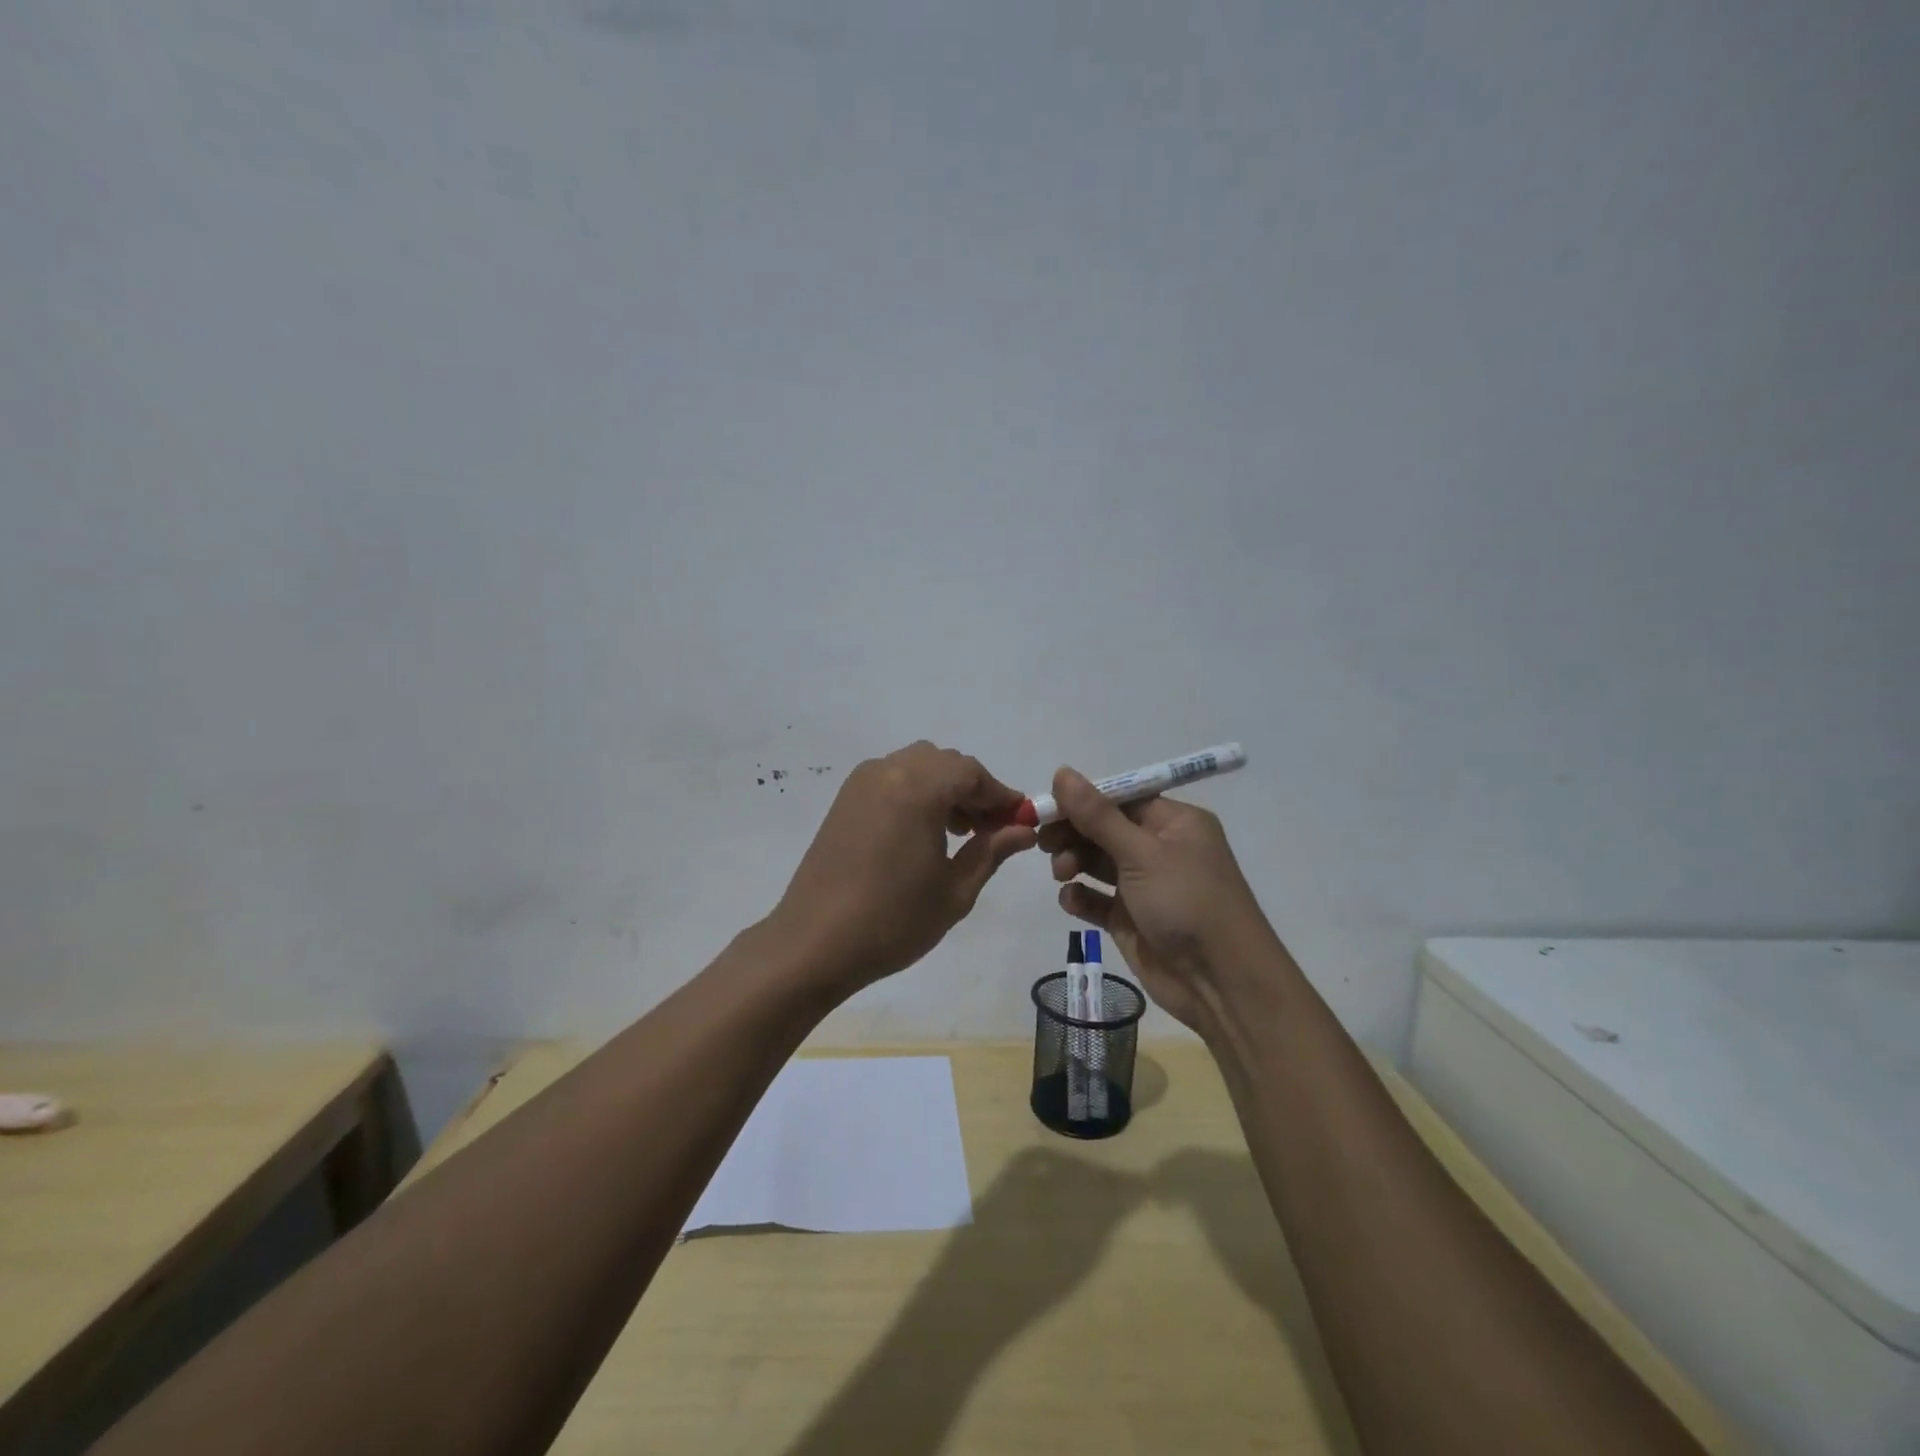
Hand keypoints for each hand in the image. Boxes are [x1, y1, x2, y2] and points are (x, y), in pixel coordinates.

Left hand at [769, 742, 1036, 995]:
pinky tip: (923, 833)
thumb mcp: (955, 890)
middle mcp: (887, 771)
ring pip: (918, 767)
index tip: (1020, 821)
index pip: (972, 772)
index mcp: (917, 787)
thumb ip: (992, 850)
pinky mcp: (844, 800)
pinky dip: (917, 793)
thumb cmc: (893, 920)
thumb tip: (1023, 829)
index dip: (1000, 795)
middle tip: (990, 831)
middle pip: (945, 763)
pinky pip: (892, 779)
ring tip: (958, 834)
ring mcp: (860, 783)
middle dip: (973, 790)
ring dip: (945, 790)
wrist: (814, 943)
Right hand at [1039, 767, 1276, 1034]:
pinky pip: (1097, 899)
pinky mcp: (1131, 919)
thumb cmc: (1187, 903)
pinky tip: (1071, 900)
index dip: (1083, 800)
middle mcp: (1160, 849)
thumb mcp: (1142, 853)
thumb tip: (1062, 772)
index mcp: (1175, 823)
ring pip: (1097, 862)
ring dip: (1074, 862)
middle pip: (1104, 829)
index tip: (1048, 806)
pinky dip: (1081, 896)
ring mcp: (1145, 886)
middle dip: (1074, 833)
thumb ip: (1097, 815)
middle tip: (1044, 842)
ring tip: (1062, 873)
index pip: (1121, 798)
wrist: (1221, 983)